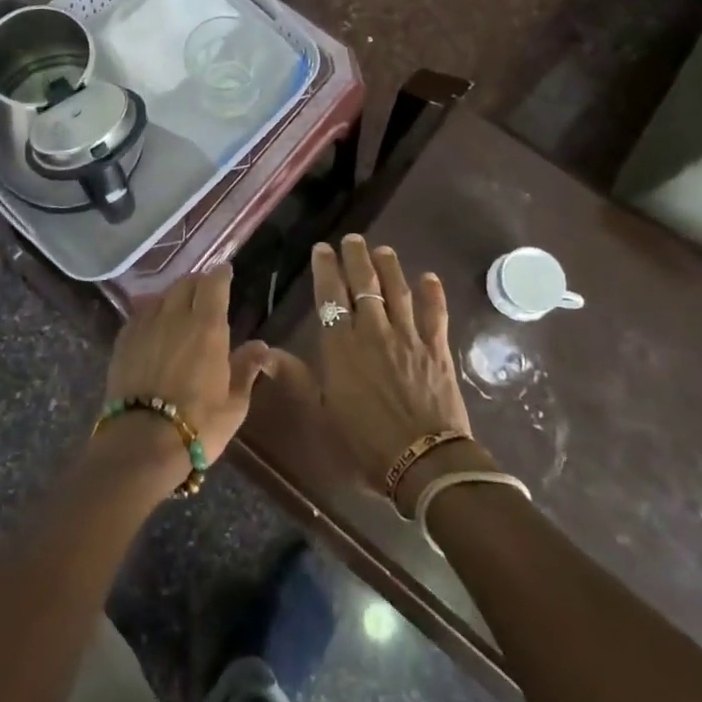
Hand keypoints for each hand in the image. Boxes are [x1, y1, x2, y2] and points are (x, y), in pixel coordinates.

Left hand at [101, 265, 272, 495]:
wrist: (141, 444)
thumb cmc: (198, 425)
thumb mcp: (234, 404)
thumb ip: (245, 369)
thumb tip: (260, 346)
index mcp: (207, 326)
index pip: (213, 284)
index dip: (221, 274)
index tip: (226, 271)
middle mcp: (175, 316)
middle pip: (185, 283)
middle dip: (198, 282)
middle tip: (205, 291)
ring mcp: (145, 325)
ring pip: (161, 295)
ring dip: (173, 295)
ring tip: (179, 306)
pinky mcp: (123, 340)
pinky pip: (140, 314)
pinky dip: (152, 311)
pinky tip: (154, 324)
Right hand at [305, 236, 478, 510]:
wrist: (425, 463)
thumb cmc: (366, 444)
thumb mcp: (321, 414)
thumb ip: (296, 378)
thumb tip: (264, 352)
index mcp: (341, 346)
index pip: (330, 296)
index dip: (325, 269)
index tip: (322, 248)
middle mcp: (373, 332)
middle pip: (364, 284)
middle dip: (357, 258)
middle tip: (353, 239)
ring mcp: (408, 337)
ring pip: (398, 291)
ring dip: (390, 267)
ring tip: (383, 250)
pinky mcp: (437, 349)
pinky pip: (435, 314)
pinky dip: (433, 294)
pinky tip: (429, 277)